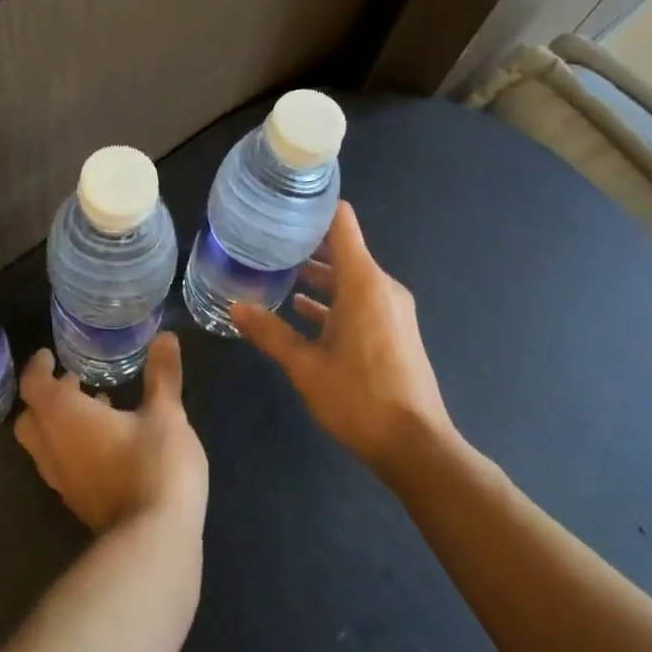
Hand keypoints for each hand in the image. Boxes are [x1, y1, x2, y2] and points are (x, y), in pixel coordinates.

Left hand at [14, 332, 208, 534]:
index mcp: (65, 417)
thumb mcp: (166, 414)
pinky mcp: (79, 505)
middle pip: (30, 419)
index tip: (49, 355)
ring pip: (44, 446)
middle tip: (73, 382)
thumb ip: (162, 375)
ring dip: (60, 424)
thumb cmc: (155, 466)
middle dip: (45, 398)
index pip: (34, 386)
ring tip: (97, 408)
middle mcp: (53, 449)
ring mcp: (63, 482)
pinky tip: (110, 444)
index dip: (38, 367)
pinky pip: (62, 467)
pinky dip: (73, 448)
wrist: (155, 545)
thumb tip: (165, 336)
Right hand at [232, 201, 457, 478]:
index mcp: (363, 281)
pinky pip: (359, 299)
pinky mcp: (393, 329)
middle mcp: (380, 286)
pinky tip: (300, 310)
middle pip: (342, 247)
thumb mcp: (305, 365)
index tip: (281, 204)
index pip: (341, 222)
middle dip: (305, 243)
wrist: (416, 446)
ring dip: (317, 274)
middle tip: (264, 240)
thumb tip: (234, 307)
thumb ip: (269, 332)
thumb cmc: (359, 398)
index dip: (313, 207)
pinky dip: (332, 298)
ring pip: (349, 276)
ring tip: (275, 272)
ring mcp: (391, 308)